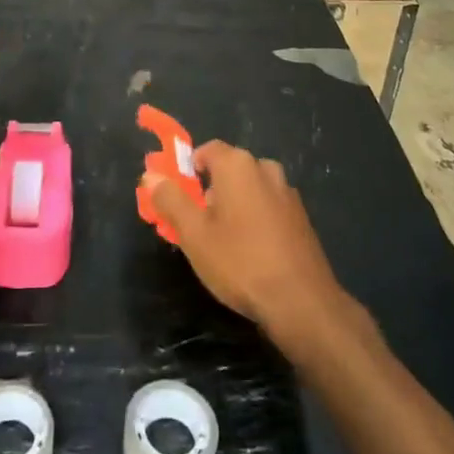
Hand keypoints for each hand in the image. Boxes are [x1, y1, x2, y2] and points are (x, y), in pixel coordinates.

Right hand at [145, 141, 352, 348]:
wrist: (302, 303)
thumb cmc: (240, 262)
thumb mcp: (194, 234)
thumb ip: (170, 200)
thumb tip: (151, 175)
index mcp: (237, 164)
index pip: (206, 151)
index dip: (188, 172)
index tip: (180, 201)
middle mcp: (265, 168)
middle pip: (228, 170)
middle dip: (210, 192)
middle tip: (199, 227)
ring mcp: (287, 192)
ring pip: (249, 189)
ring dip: (234, 206)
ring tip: (225, 244)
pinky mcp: (301, 217)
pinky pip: (269, 207)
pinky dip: (256, 220)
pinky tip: (253, 253)